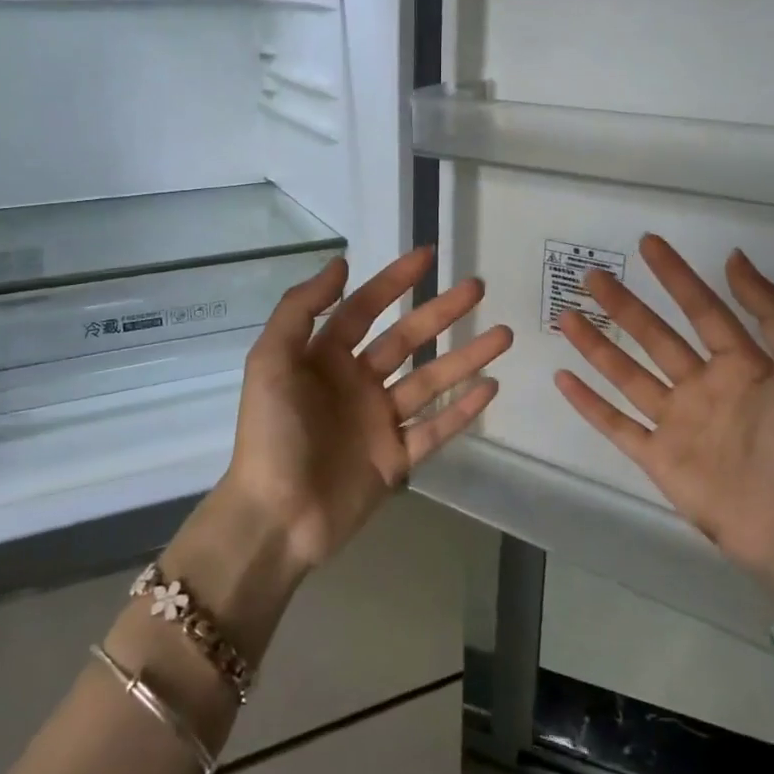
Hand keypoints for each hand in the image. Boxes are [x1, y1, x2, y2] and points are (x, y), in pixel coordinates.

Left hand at [223, 248, 513, 571]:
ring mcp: (379, 422)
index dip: (394, 281)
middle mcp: (355, 383)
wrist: (276, 517)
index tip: (428, 255)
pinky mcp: (396, 459)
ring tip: (503, 334)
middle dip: (441, 312)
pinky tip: (490, 387)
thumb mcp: (270, 361)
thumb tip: (341, 263)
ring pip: (430, 381)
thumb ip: (300, 309)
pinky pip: (435, 429)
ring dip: (466, 357)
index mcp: (324, 358)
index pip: (364, 308)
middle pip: (406, 339)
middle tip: (478, 287)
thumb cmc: (271, 434)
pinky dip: (463, 409)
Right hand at [554, 235, 773, 604]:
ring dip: (597, 345)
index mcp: (742, 365)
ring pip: (627, 374)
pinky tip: (563, 377)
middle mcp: (704, 387)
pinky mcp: (657, 457)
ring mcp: (677, 422)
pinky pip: (616, 424)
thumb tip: (734, 258)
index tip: (648, 243)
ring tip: (566, 316)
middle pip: (655, 336)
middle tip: (593, 275)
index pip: (702, 309)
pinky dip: (588, 402)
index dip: (676, 275)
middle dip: (624, 305)